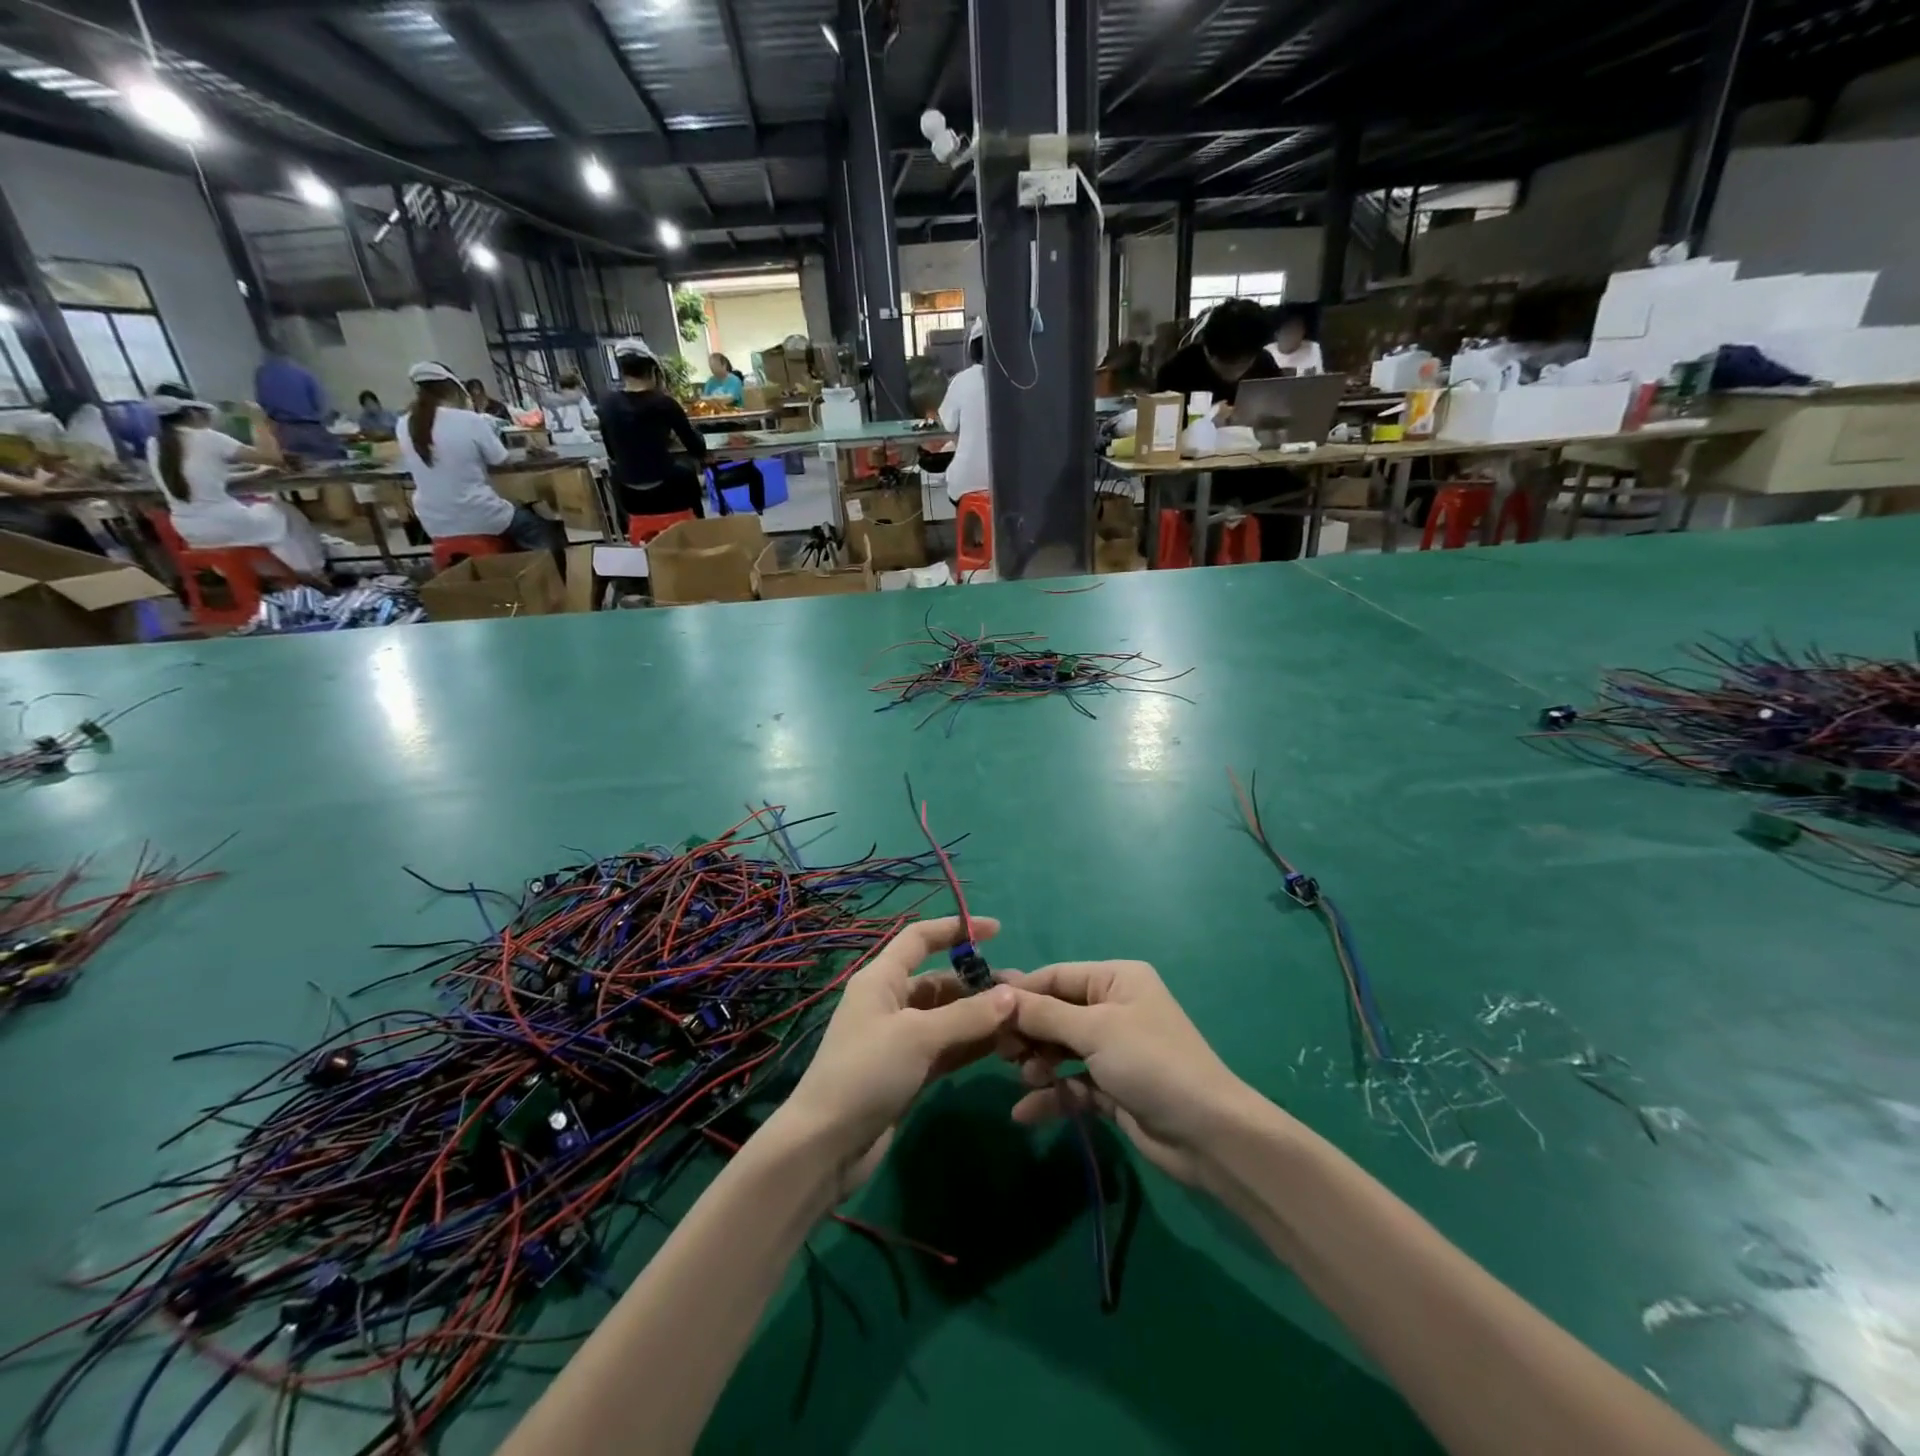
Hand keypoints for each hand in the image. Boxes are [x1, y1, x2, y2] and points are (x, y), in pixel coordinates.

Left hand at [777, 917, 1015, 1194]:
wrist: (826, 1146)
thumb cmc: (866, 1073)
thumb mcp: (918, 1036)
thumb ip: (967, 1015)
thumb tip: (1011, 995)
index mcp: (881, 979)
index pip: (920, 939)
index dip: (956, 929)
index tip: (996, 930)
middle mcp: (890, 1002)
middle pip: (940, 980)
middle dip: (978, 983)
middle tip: (1023, 992)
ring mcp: (899, 1039)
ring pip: (947, 1017)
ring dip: (980, 1016)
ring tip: (1022, 1018)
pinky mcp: (908, 1072)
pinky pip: (947, 1047)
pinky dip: (971, 1044)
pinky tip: (1003, 1045)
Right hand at [1004, 962, 1256, 1183]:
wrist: (1208, 1135)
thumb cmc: (1151, 1063)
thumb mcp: (1095, 1031)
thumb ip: (1044, 1014)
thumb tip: (999, 994)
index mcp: (1116, 980)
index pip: (1056, 976)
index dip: (1020, 992)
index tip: (983, 1010)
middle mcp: (1113, 1008)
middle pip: (1054, 1013)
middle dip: (1028, 1033)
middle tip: (1002, 1053)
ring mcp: (1113, 1049)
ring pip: (1060, 1049)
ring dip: (1038, 1064)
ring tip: (1025, 1080)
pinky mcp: (1112, 1087)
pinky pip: (1071, 1083)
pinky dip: (1052, 1095)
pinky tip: (1025, 1112)